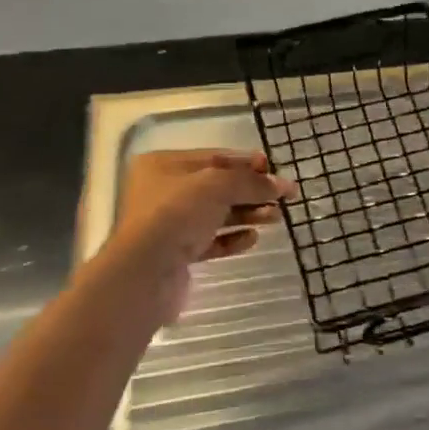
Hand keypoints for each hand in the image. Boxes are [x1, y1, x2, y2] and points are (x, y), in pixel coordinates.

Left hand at [93, 150, 293, 325]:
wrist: (145, 273)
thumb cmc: (176, 214)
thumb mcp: (218, 186)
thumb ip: (251, 182)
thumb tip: (282, 184)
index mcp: (164, 165)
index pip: (214, 157)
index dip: (247, 162)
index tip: (275, 169)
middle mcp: (164, 192)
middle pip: (218, 187)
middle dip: (251, 191)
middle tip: (283, 197)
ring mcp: (170, 225)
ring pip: (217, 214)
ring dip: (248, 214)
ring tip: (276, 217)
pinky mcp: (177, 254)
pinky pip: (211, 241)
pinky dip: (232, 238)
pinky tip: (252, 238)